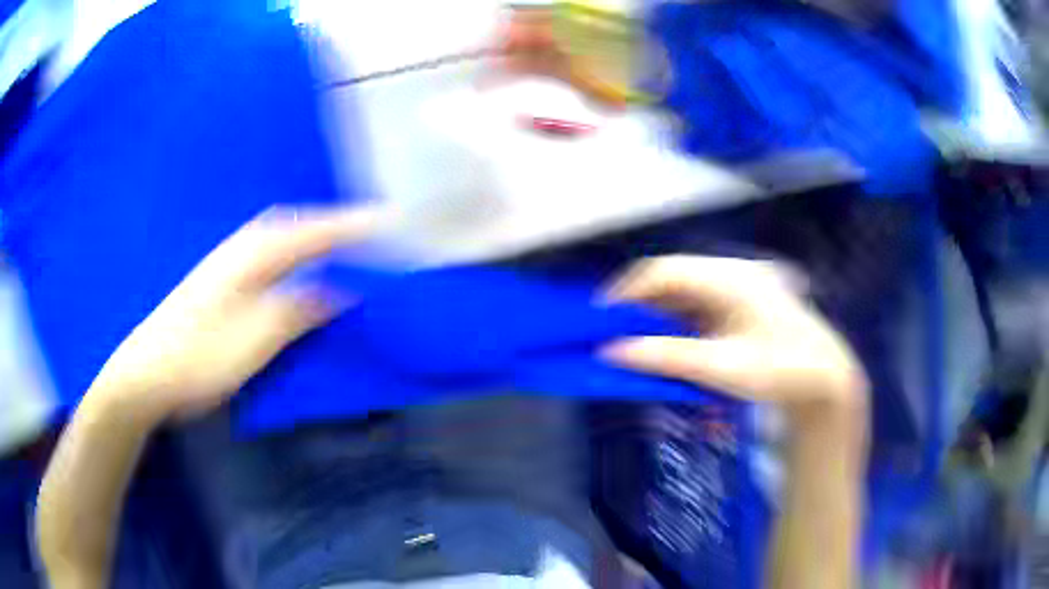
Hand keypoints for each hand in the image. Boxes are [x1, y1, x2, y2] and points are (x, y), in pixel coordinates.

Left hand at [89, 207, 372, 422]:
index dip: (356, 226)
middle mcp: (244, 248)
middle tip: (374, 232)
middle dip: (338, 224)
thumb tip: (340, 291)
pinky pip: (273, 257)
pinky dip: (297, 256)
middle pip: (300, 225)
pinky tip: (302, 272)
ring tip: (348, 246)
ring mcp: (230, 264)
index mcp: (254, 254)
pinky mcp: (223, 283)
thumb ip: (299, 309)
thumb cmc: (200, 356)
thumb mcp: (256, 337)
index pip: (316, 231)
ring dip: (317, 238)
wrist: (148, 372)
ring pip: (284, 240)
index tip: (394, 221)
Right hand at [601, 255, 867, 418]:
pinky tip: (667, 347)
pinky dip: (675, 325)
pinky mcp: (739, 306)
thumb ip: (666, 356)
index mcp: (727, 277)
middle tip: (612, 336)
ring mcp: (736, 289)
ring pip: (682, 295)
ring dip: (656, 317)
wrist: (823, 379)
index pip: (663, 271)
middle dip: (638, 306)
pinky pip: (697, 309)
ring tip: (634, 345)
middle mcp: (729, 274)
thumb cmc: (778, 370)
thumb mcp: (721, 366)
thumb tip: (611, 351)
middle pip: (671, 280)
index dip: (627, 291)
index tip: (599, 319)